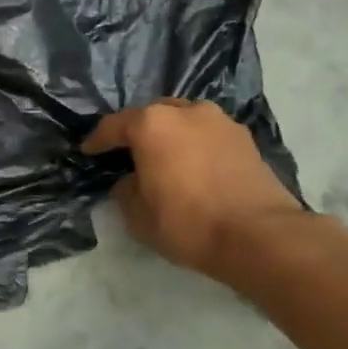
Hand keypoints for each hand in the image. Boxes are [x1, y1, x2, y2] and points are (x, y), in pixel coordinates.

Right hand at [82, 99, 303, 278]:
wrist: (259, 237)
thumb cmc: (187, 222)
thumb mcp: (137, 215)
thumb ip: (126, 189)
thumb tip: (132, 180)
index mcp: (152, 124)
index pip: (114, 126)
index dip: (98, 140)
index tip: (88, 151)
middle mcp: (186, 111)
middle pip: (152, 115)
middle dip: (138, 131)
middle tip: (129, 153)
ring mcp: (220, 122)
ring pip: (184, 120)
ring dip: (171, 135)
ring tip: (165, 158)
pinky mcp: (246, 139)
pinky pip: (208, 135)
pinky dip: (196, 145)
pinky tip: (193, 166)